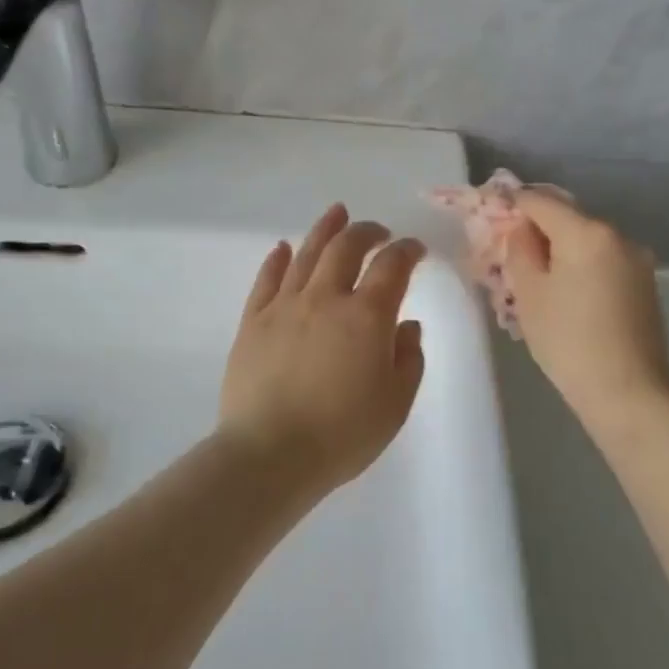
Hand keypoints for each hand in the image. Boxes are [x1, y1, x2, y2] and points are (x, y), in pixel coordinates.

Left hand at [219, 204, 426, 491]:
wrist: (269, 455)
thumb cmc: (342, 435)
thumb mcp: (395, 404)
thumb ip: (408, 358)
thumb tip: (407, 325)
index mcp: (366, 316)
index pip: (392, 266)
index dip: (407, 250)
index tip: (415, 250)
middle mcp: (325, 298)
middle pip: (346, 247)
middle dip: (366, 231)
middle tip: (378, 231)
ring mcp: (284, 306)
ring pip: (306, 253)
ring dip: (325, 230)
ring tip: (337, 214)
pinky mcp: (253, 321)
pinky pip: (267, 279)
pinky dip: (278, 259)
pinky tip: (283, 247)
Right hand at [506, 191, 668, 426]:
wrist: (629, 393)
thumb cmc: (569, 341)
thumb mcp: (529, 294)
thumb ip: (519, 249)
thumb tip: (521, 229)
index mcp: (587, 232)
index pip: (540, 201)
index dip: (512, 205)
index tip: (491, 219)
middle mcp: (618, 235)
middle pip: (567, 217)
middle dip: (537, 230)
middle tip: (509, 254)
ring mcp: (637, 260)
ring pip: (586, 241)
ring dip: (559, 249)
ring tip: (536, 279)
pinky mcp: (645, 284)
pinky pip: (604, 261)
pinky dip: (581, 266)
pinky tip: (566, 294)